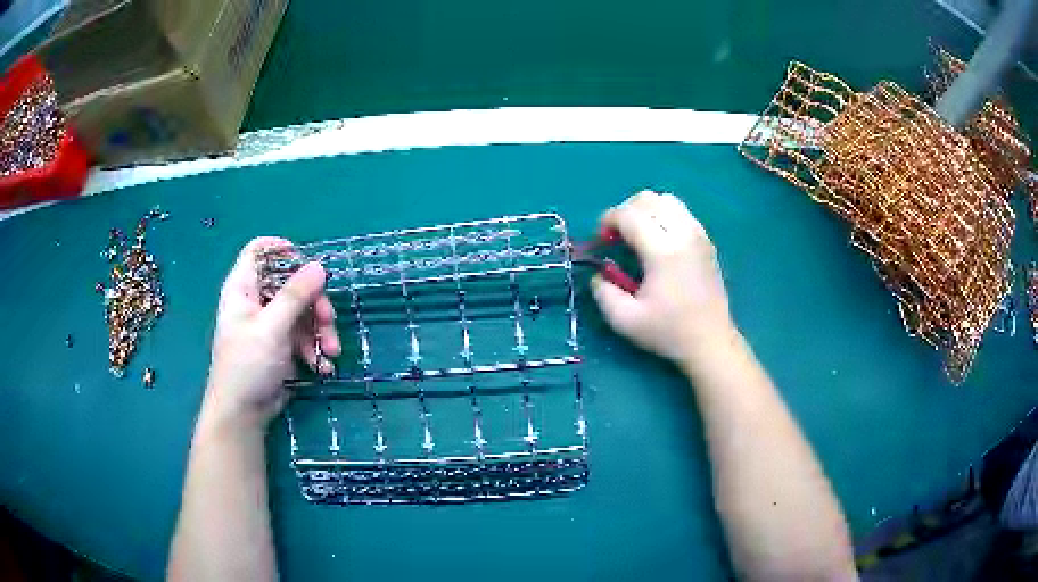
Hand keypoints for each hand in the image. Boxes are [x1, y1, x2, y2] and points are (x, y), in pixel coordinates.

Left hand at [202, 237, 341, 431]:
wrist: (244, 414)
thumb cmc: (247, 365)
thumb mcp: (271, 328)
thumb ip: (295, 296)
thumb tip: (319, 266)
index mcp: (244, 288)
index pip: (259, 251)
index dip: (282, 249)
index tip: (309, 262)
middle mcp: (257, 301)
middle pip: (291, 283)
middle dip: (315, 302)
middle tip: (329, 321)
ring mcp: (270, 324)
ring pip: (303, 311)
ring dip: (320, 330)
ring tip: (330, 352)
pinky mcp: (282, 345)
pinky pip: (304, 336)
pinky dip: (315, 348)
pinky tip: (321, 367)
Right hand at [591, 191, 734, 370]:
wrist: (710, 341)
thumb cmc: (669, 332)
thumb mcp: (625, 321)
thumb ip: (603, 293)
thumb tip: (599, 273)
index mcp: (663, 251)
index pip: (629, 215)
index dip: (608, 220)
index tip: (601, 240)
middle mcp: (683, 234)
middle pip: (648, 199)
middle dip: (625, 211)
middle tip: (617, 236)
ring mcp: (698, 235)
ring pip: (667, 200)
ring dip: (646, 210)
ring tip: (638, 234)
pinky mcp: (706, 241)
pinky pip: (682, 212)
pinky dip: (664, 216)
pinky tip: (659, 240)